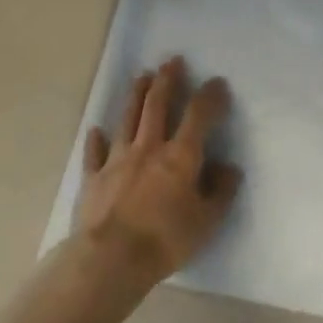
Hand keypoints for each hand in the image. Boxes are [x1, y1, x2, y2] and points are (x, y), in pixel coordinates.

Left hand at [78, 58, 241, 281]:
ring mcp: (117, 160)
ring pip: (127, 119)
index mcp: (180, 156)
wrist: (109, 261)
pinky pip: (94, 153)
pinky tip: (95, 129)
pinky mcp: (93, 178)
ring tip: (141, 76)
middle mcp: (149, 148)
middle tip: (171, 61)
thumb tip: (229, 168)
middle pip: (157, 105)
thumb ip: (221, 191)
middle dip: (167, 80)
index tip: (217, 82)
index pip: (198, 115)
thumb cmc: (165, 239)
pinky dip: (96, 139)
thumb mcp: (207, 221)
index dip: (209, 96)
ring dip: (135, 95)